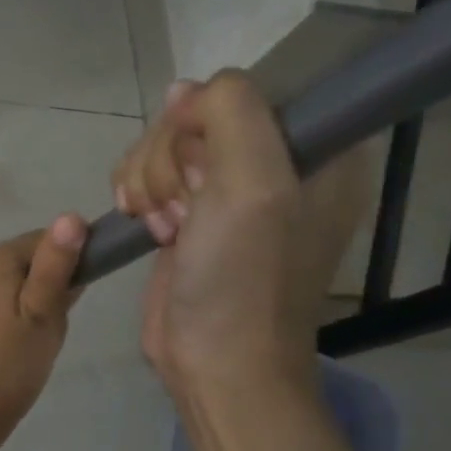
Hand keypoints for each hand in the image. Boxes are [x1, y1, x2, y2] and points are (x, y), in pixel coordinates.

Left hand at [0, 215, 87, 446]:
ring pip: (12, 280)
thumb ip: (57, 264)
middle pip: (27, 259)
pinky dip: (11, 313)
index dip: (69, 267)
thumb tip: (72, 215)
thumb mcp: (43, 314)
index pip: (47, 240)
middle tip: (53, 328)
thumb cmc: (8, 364)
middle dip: (48, 287)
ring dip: (31, 302)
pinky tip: (14, 345)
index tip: (74, 303)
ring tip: (34, 341)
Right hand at [111, 74, 367, 401]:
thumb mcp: (252, 182)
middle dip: (170, 158)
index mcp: (315, 149)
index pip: (247, 90)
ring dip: (148, 179)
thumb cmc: (243, 275)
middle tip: (184, 207)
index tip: (204, 161)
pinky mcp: (186, 212)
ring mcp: (225, 189)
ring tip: (164, 226)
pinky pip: (146, 171)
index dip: (209, 118)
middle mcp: (272, 162)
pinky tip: (142, 223)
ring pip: (162, 143)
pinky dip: (135, 192)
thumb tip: (184, 92)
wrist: (215, 359)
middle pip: (195, 115)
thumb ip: (230, 111)